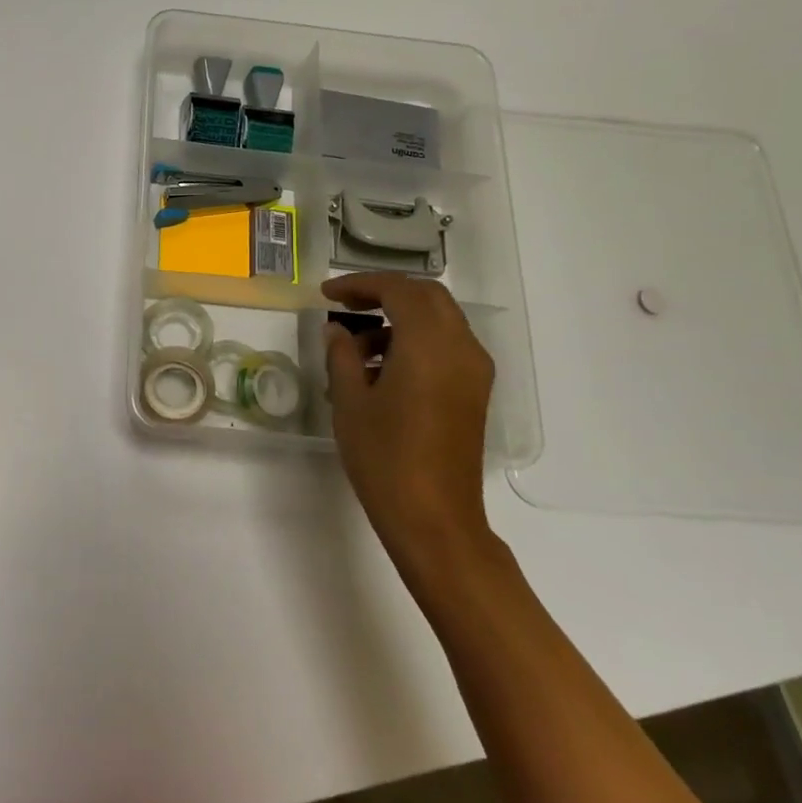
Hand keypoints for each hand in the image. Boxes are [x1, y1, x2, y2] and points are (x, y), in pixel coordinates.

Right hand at [322, 274, 496, 563]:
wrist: (434, 518)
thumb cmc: (384, 457)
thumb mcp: (350, 401)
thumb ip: (342, 355)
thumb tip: (338, 330)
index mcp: (429, 344)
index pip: (398, 290)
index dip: (359, 284)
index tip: (326, 294)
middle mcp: (461, 347)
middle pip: (426, 297)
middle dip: (384, 293)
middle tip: (345, 306)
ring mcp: (474, 371)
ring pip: (439, 320)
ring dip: (399, 319)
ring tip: (356, 349)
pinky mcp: (475, 392)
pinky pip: (446, 346)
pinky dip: (415, 341)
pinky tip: (382, 370)